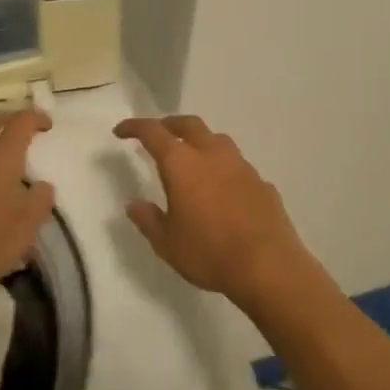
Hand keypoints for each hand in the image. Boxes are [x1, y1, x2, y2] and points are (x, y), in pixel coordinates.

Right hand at [113, 116, 308, 308]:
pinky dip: (223, 168)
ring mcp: (241, 166)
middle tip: (159, 133)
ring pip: (217, 140)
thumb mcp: (167, 243)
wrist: (268, 265)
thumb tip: (133, 204)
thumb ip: (148, 220)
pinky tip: (222, 189)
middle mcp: (212, 154)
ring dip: (200, 142)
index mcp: (182, 164)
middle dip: (170, 124)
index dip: (134, 127)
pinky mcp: (261, 182)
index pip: (153, 132)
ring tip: (191, 158)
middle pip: (189, 125)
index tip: (121, 131)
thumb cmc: (209, 252)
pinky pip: (237, 166)